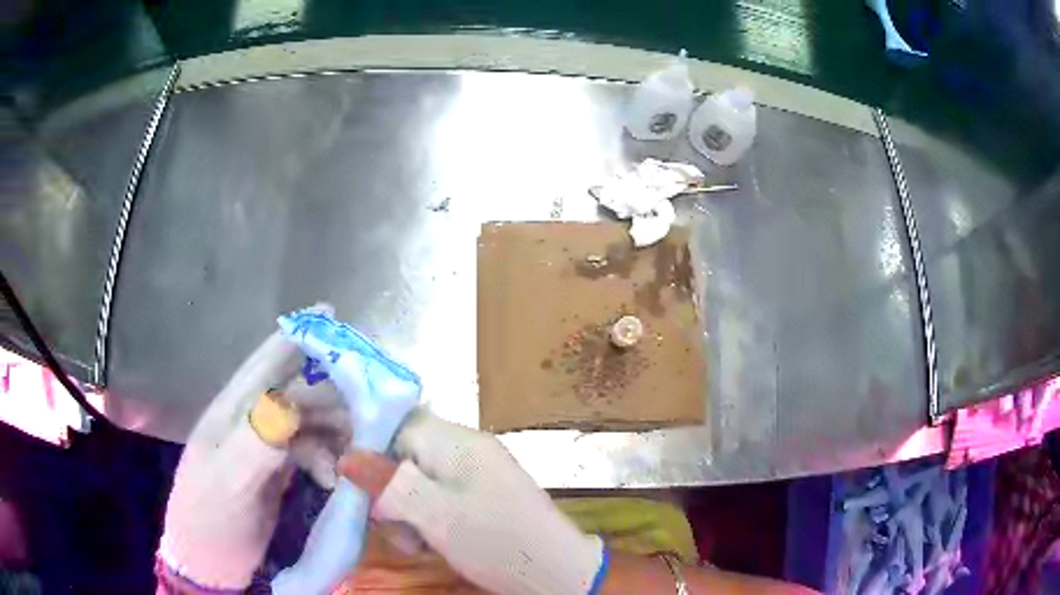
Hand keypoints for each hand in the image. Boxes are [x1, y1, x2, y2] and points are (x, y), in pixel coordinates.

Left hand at [160, 328, 351, 589]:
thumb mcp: (230, 482)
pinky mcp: (274, 470)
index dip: (296, 335)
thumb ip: (259, 440)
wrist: (210, 560)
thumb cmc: (212, 518)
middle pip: (295, 391)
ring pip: (306, 422)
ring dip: (333, 434)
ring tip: (353, 458)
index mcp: (231, 411)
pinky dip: (326, 459)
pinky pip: (308, 451)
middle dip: (331, 396)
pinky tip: (333, 479)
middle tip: (368, 415)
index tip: (331, 312)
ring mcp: (262, 446)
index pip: (264, 363)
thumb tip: (294, 402)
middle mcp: (248, 420)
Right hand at [340, 411, 604, 594]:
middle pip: (406, 456)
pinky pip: (440, 498)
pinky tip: (433, 544)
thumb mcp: (434, 514)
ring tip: (416, 542)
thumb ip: (388, 482)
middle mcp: (466, 449)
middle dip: (390, 492)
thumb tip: (346, 455)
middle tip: (394, 527)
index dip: (372, 454)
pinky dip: (428, 519)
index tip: (362, 490)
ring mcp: (477, 474)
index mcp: (456, 441)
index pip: (396, 426)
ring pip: (419, 481)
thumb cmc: (495, 541)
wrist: (557, 572)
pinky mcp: (483, 498)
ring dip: (407, 511)